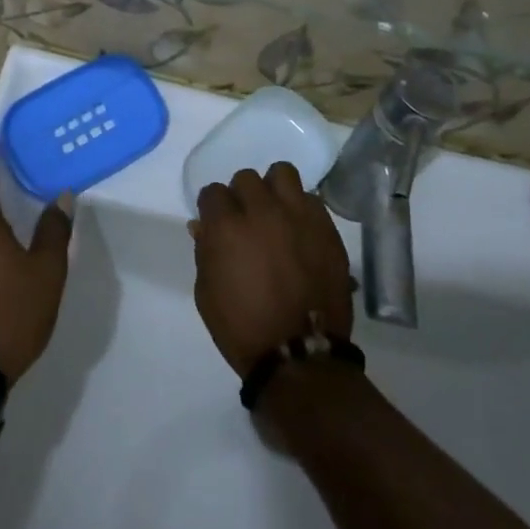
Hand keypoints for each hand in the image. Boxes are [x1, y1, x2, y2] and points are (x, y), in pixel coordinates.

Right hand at [191, 163, 353, 378]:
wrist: (299, 355)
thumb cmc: (242, 328)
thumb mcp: (206, 292)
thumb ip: (204, 251)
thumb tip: (203, 226)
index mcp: (226, 226)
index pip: (213, 192)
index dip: (213, 208)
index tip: (216, 223)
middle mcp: (262, 211)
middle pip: (246, 178)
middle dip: (242, 196)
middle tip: (246, 220)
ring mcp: (297, 215)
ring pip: (282, 173)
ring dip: (274, 189)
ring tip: (276, 212)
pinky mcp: (326, 227)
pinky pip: (311, 199)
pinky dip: (301, 209)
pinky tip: (300, 231)